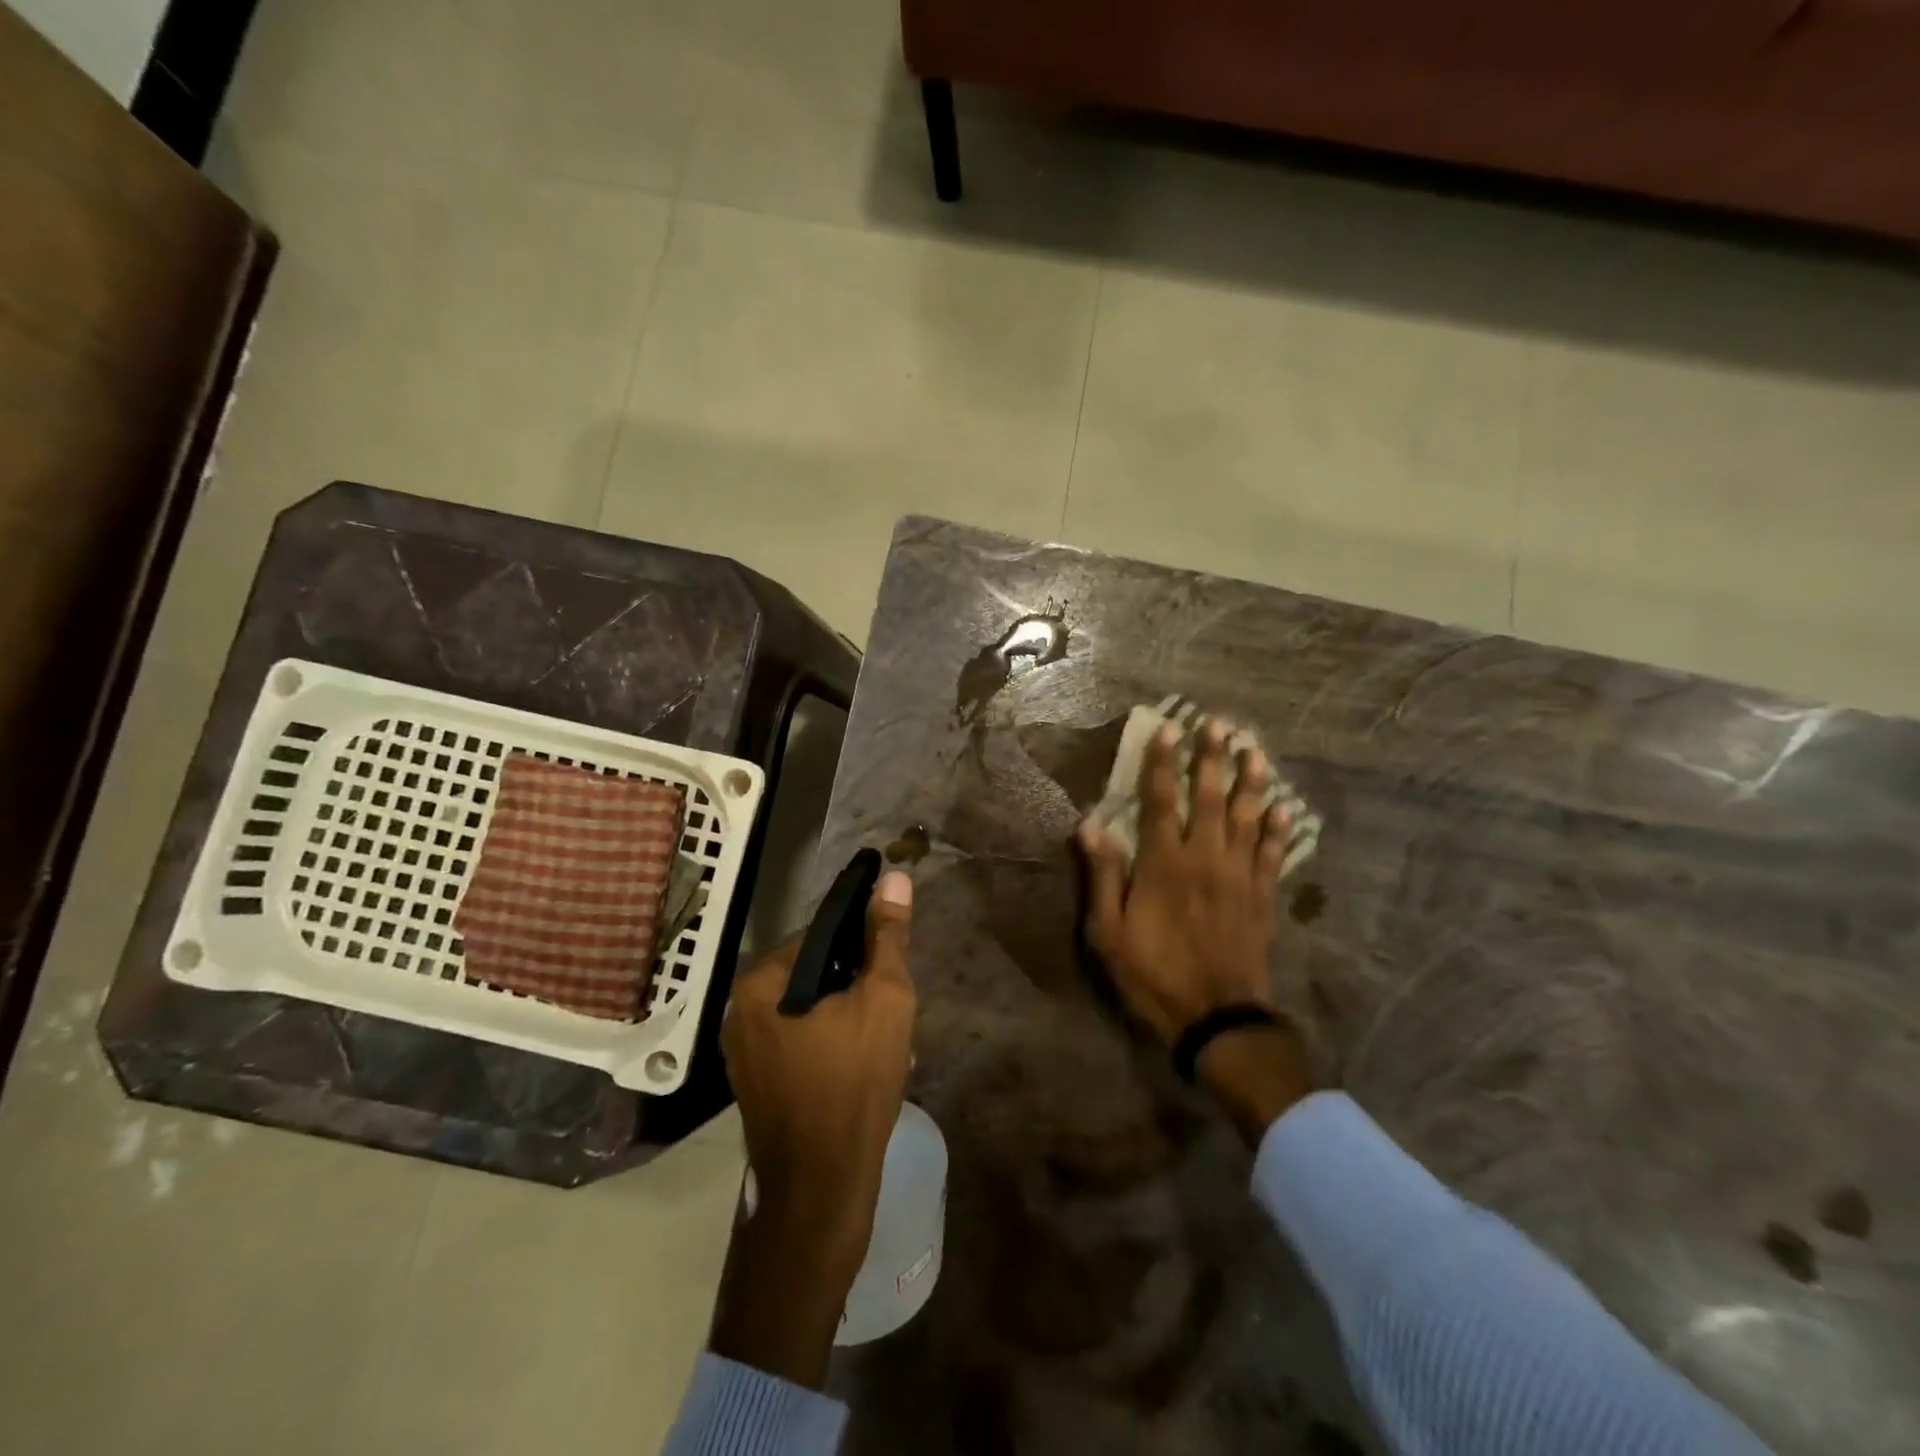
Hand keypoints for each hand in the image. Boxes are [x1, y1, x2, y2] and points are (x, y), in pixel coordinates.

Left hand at [710, 871, 916, 1387]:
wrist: (822, 1190)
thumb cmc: (855, 1084)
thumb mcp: (885, 1000)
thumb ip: (888, 937)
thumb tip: (894, 878)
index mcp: (762, 981)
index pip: (821, 935)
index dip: (863, 947)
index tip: (891, 971)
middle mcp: (740, 1009)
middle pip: (814, 974)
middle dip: (857, 987)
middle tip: (892, 1016)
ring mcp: (743, 1051)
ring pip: (808, 1010)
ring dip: (847, 1018)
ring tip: (884, 1046)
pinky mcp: (753, 1084)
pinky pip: (798, 1042)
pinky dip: (829, 1044)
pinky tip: (861, 1069)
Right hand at [1078, 718, 1290, 1043]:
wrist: (1217, 1018)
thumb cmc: (1153, 974)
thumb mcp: (1108, 933)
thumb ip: (1103, 876)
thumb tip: (1090, 825)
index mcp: (1164, 864)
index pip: (1162, 801)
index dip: (1163, 762)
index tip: (1169, 729)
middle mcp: (1205, 859)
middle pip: (1210, 798)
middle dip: (1212, 758)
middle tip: (1220, 724)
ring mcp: (1239, 877)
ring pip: (1247, 818)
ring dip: (1251, 782)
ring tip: (1256, 751)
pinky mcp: (1262, 898)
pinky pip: (1272, 854)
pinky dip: (1279, 829)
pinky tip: (1285, 808)